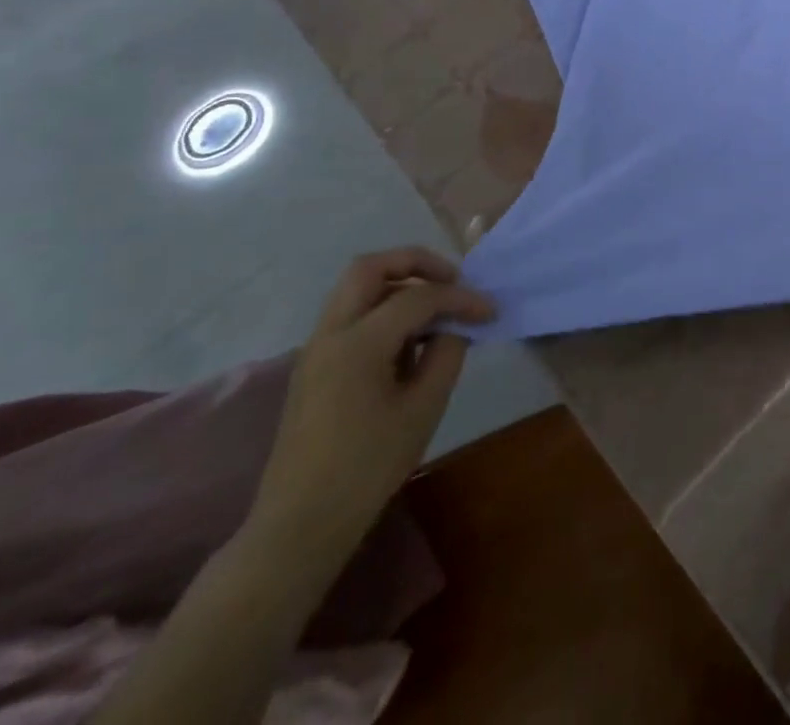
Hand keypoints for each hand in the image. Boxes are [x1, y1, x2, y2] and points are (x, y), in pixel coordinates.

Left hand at [249, 248, 493, 560]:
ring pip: (357, 288)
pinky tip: (409, 341)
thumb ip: (446, 355)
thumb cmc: (367, 467)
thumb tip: (454, 328)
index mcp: (358, 343)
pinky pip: (351, 315)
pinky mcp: (314, 367)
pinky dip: (383, 309)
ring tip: (435, 311)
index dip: (460, 297)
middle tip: (452, 281)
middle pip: (371, 267)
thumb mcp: (423, 409)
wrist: (299, 525)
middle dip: (417, 263)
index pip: (418, 297)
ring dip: (398, 284)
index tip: (490, 311)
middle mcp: (331, 334)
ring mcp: (316, 349)